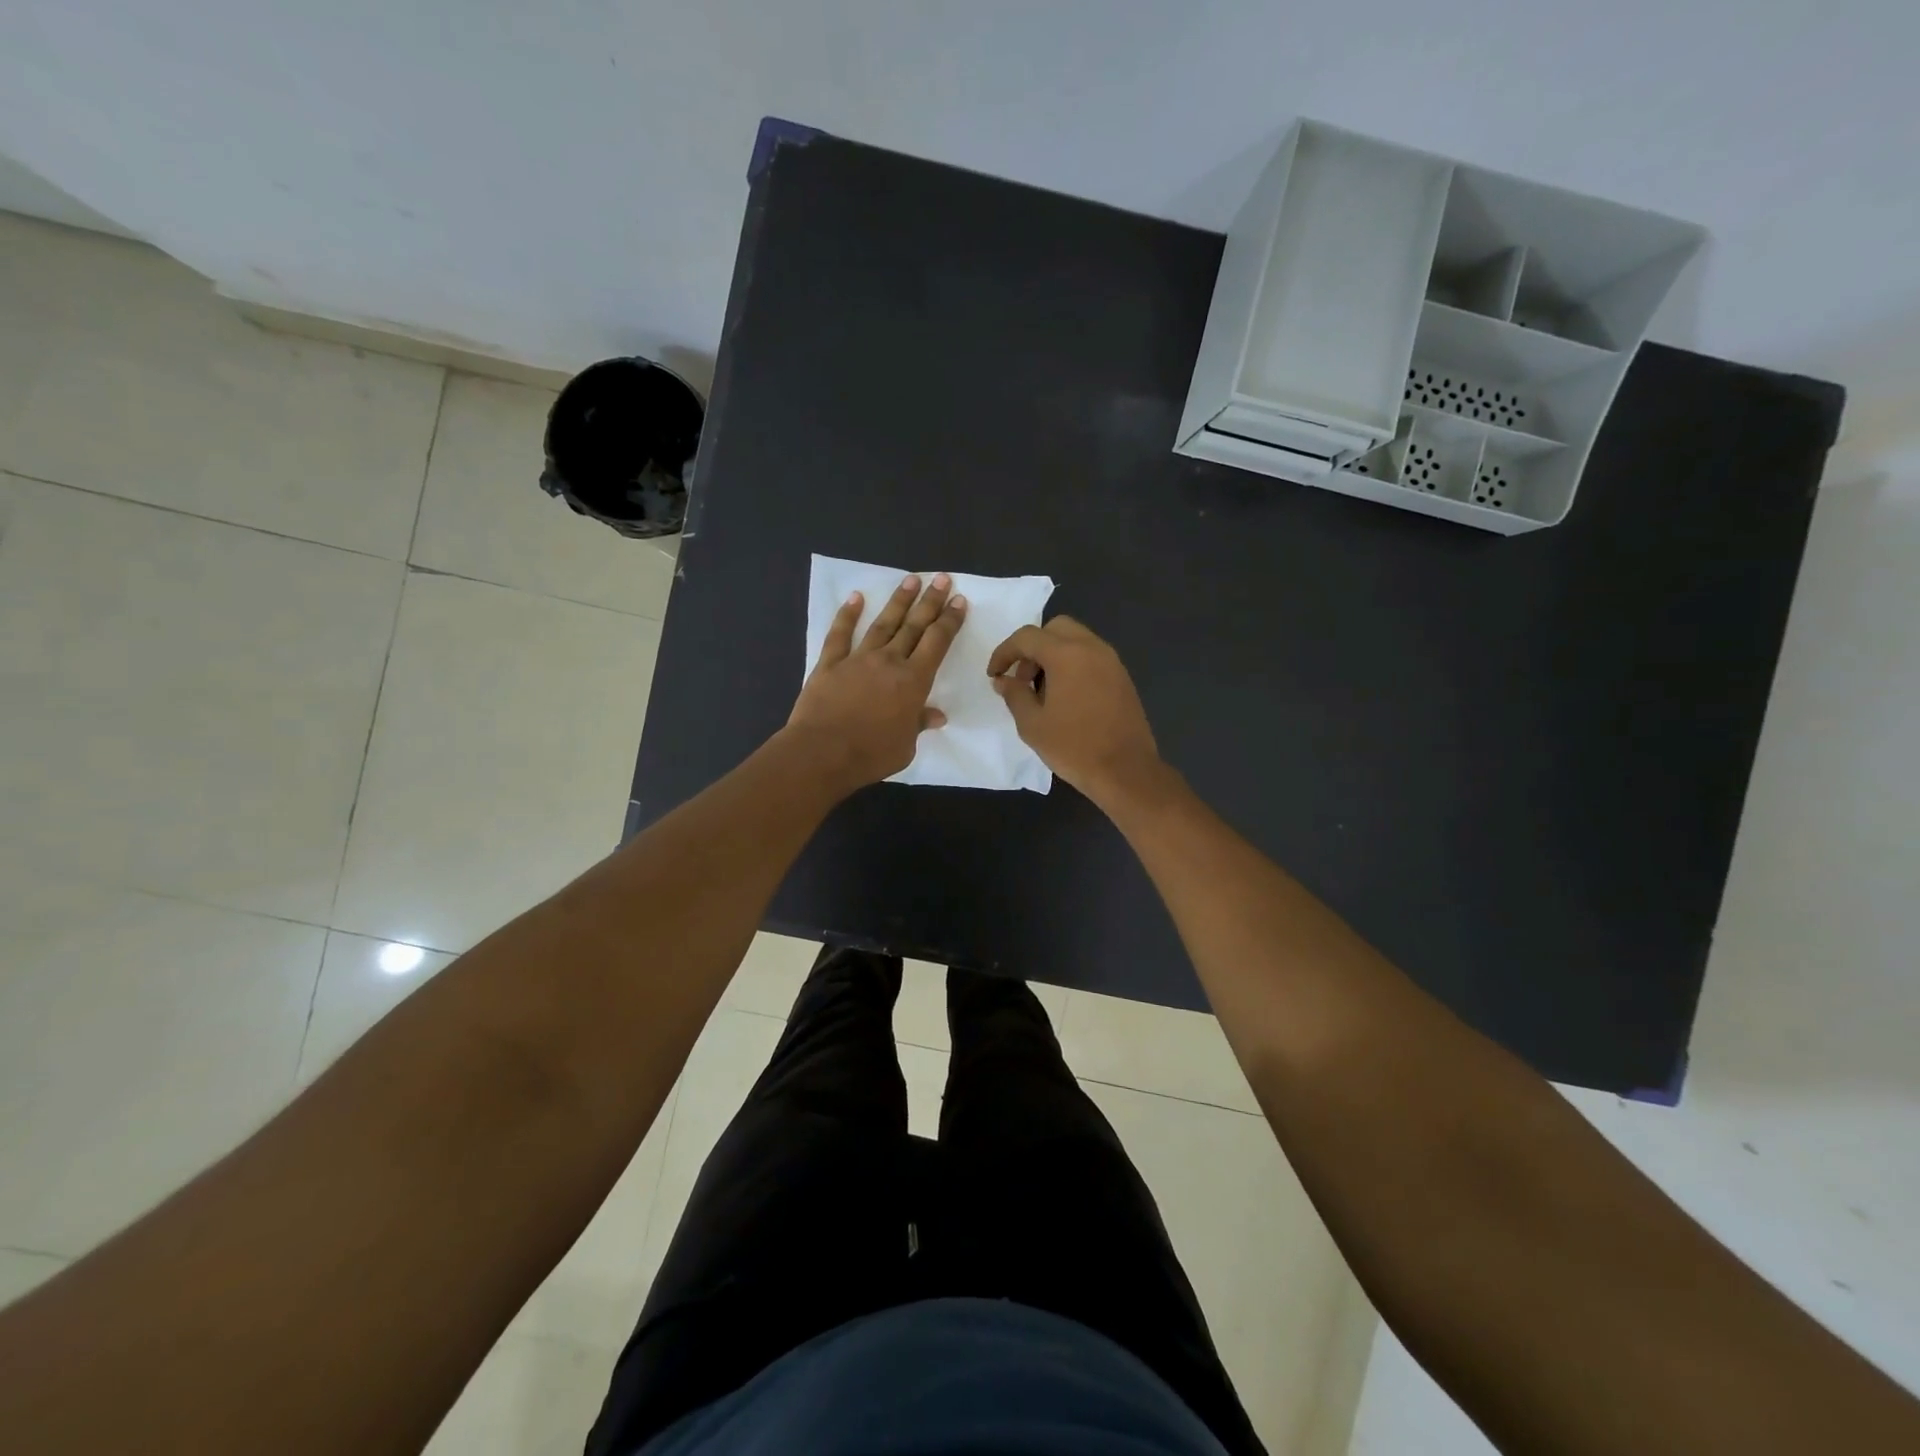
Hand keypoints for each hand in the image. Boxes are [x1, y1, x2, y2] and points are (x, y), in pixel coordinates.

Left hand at [786, 572, 966, 792]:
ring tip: (911, 580)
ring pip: (883, 624)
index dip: (949, 621)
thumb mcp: (905, 747)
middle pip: (914, 626)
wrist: (822, 753)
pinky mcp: (829, 664)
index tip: (959, 601)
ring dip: (898, 601)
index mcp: (913, 681)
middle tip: (942, 579)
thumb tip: (935, 716)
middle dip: (930, 602)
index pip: (937, 642)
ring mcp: (858, 659)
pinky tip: (855, 598)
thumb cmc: (871, 754)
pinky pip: (840, 635)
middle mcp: (889, 662)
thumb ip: (918, 725)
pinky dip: (848, 615)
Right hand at [987, 615, 1161, 807]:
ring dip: (1053, 655)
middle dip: (1032, 647)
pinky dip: (1073, 664)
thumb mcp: (1032, 724)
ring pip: (1076, 640)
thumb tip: (1003, 680)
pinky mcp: (1122, 677)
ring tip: (1042, 691)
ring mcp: (1111, 661)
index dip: (1004, 652)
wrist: (1126, 771)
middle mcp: (1092, 648)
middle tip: (1022, 678)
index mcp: (1067, 655)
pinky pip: (1091, 657)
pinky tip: (1066, 697)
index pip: (1027, 637)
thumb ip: (1014, 695)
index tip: (994, 674)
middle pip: (1055, 628)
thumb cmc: (1074, 747)